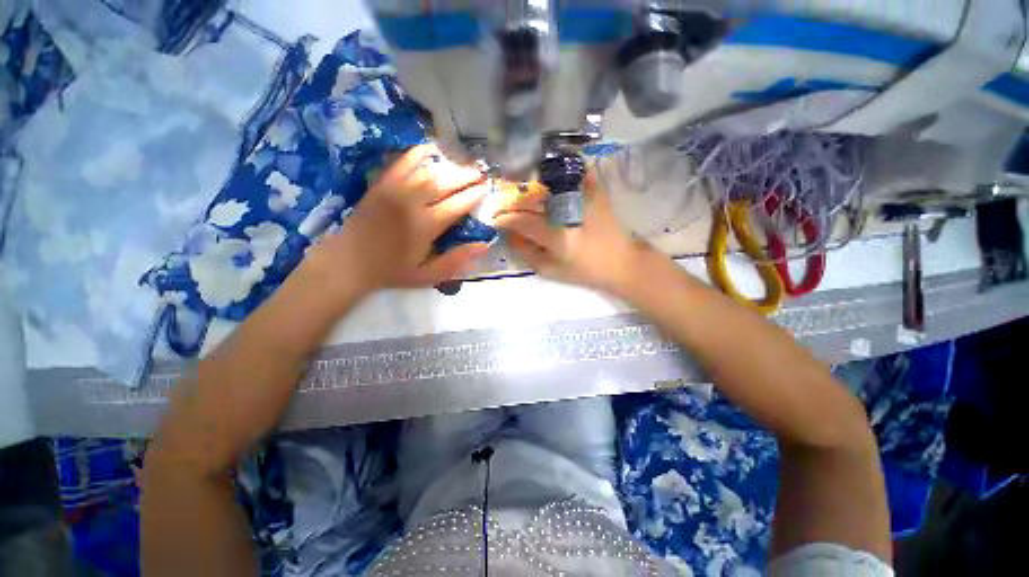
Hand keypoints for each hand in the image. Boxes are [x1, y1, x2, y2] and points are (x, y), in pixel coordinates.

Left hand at [310, 144, 489, 295]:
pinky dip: (417, 153)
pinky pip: (401, 163)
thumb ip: (456, 261)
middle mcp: (412, 204)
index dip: (474, 196)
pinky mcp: (381, 184)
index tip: (486, 189)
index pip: (457, 205)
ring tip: (463, 165)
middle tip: (480, 173)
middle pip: (445, 184)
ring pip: (427, 172)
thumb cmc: (392, 271)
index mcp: (426, 226)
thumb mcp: (428, 276)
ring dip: (448, 167)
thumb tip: (484, 245)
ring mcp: (395, 191)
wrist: (348, 263)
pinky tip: (430, 150)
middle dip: (466, 177)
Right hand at [492, 169, 646, 294]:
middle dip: (514, 197)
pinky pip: (576, 172)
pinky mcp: (597, 191)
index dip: (504, 219)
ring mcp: (584, 198)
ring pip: (551, 180)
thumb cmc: (585, 271)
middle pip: (533, 197)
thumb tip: (509, 235)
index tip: (495, 219)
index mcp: (558, 237)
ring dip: (533, 181)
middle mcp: (568, 213)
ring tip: (522, 185)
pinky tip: (551, 171)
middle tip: (504, 199)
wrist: (621, 263)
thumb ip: (527, 253)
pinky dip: (562, 168)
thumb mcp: (551, 271)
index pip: (522, 222)